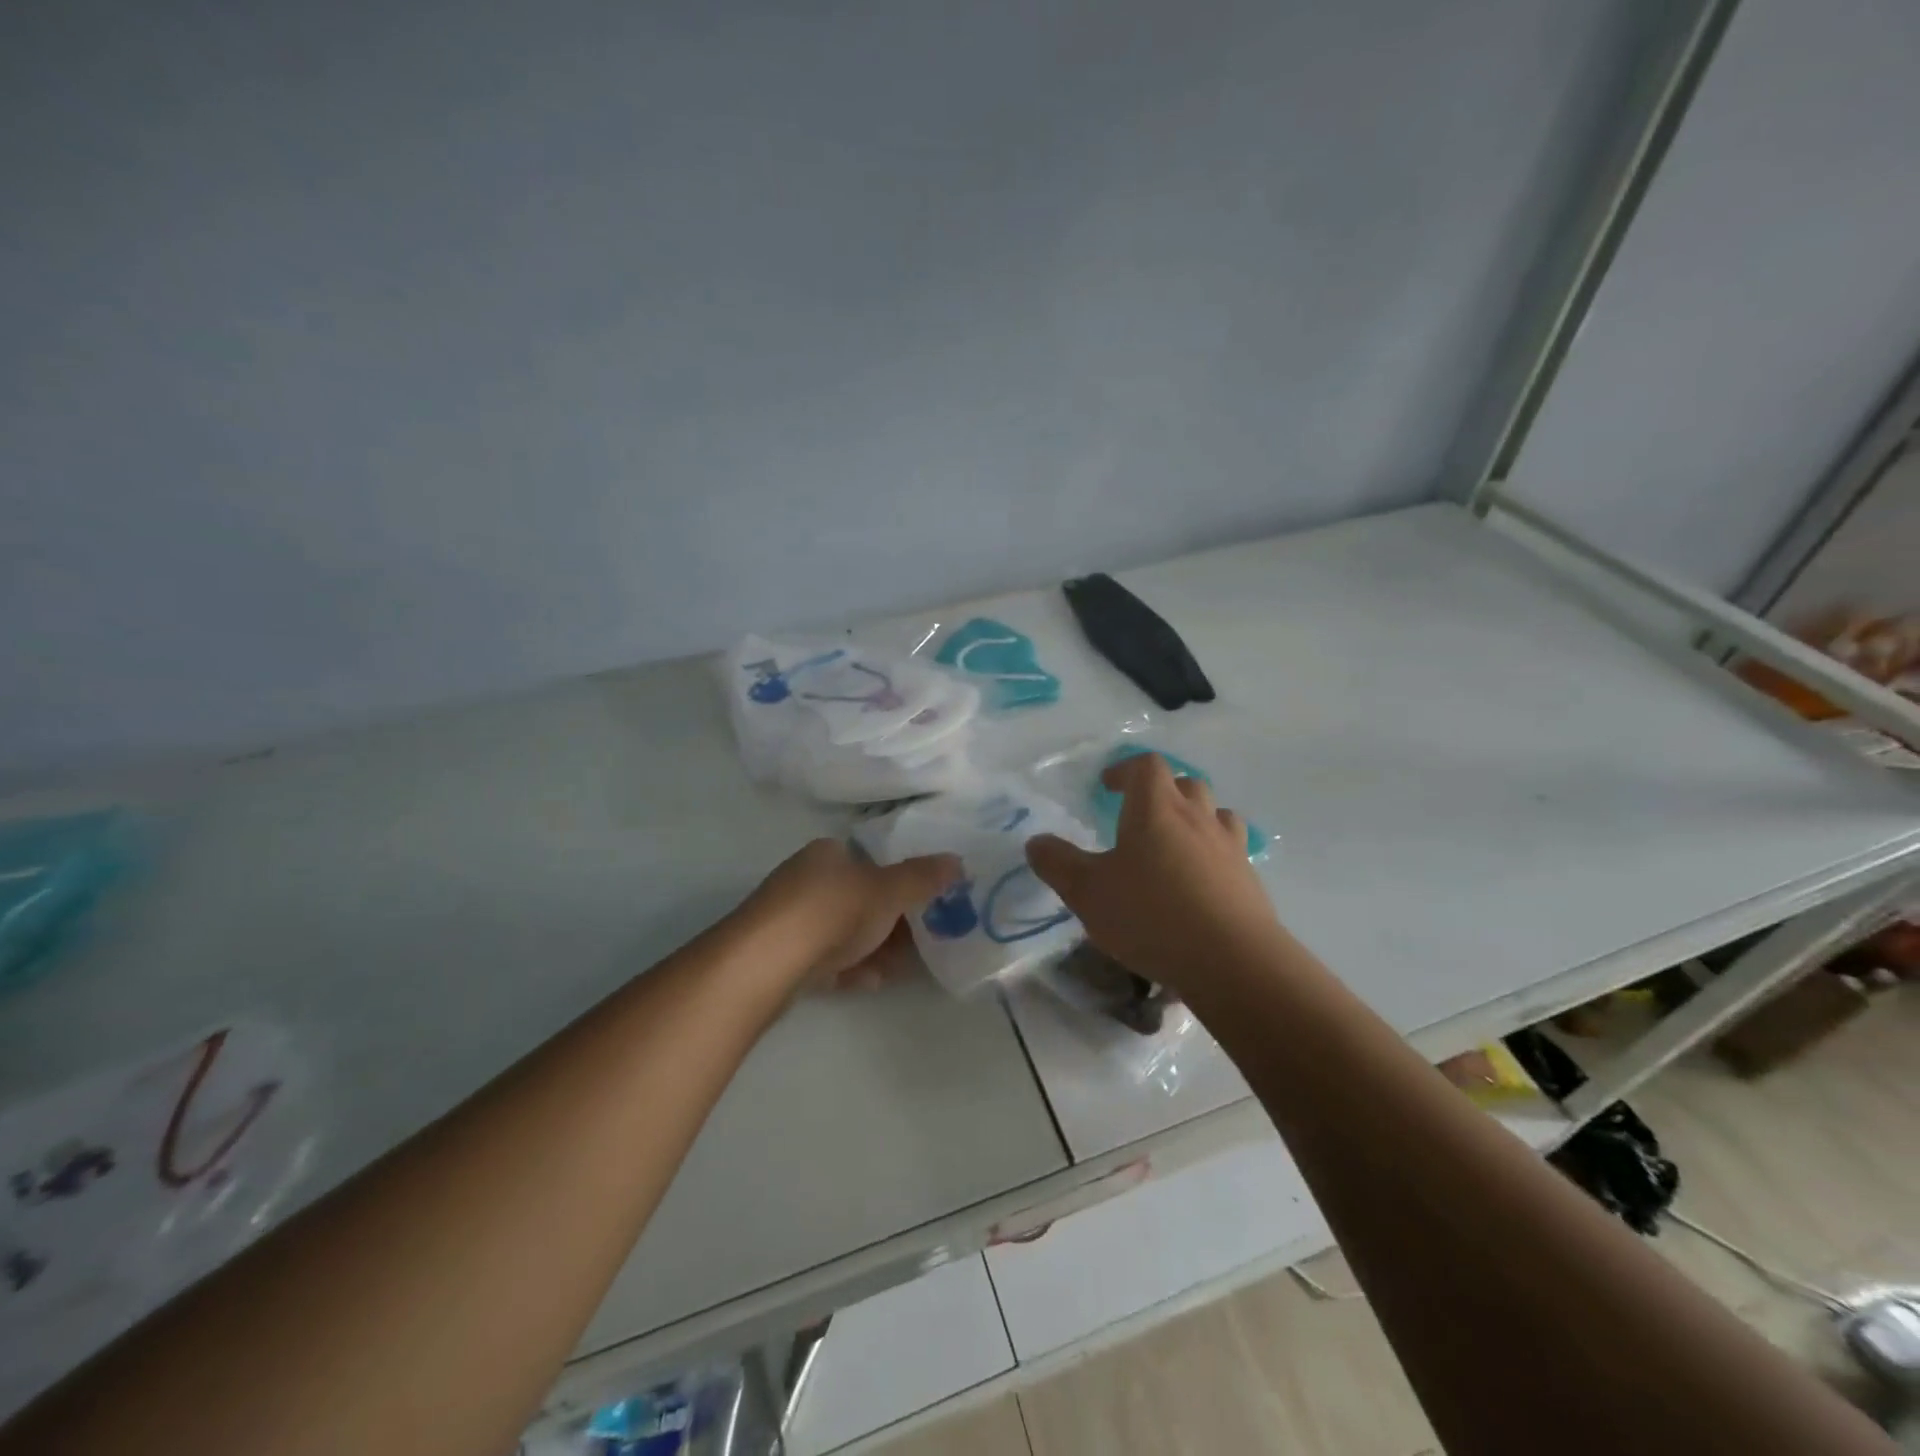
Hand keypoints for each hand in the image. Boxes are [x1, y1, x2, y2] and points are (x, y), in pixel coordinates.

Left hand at [749, 838, 961, 991]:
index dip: (898, 879)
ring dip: (873, 949)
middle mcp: (806, 880)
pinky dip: (850, 969)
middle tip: (922, 940)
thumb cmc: (831, 912)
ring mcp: (790, 920)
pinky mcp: (782, 957)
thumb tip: (958, 861)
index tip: (924, 902)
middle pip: (859, 899)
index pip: (869, 859)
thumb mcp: (887, 890)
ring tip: (900, 968)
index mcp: (827, 854)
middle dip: (891, 921)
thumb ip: (923, 877)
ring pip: (843, 933)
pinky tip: (870, 983)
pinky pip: (826, 961)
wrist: (765, 963)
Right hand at [1025, 753, 1277, 993]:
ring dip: (1195, 818)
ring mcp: (1229, 848)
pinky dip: (1213, 855)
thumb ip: (1058, 863)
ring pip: (1216, 814)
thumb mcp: (1087, 892)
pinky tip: (1199, 884)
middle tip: (1139, 814)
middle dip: (1161, 791)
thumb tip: (1036, 842)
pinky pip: (1231, 851)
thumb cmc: (1151, 915)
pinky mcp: (1250, 880)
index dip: (1125, 769)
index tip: (1108, 786)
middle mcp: (1196, 818)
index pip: (1146, 766)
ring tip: (1175, 843)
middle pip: (1185, 784)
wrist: (1232, 962)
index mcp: (1156, 809)